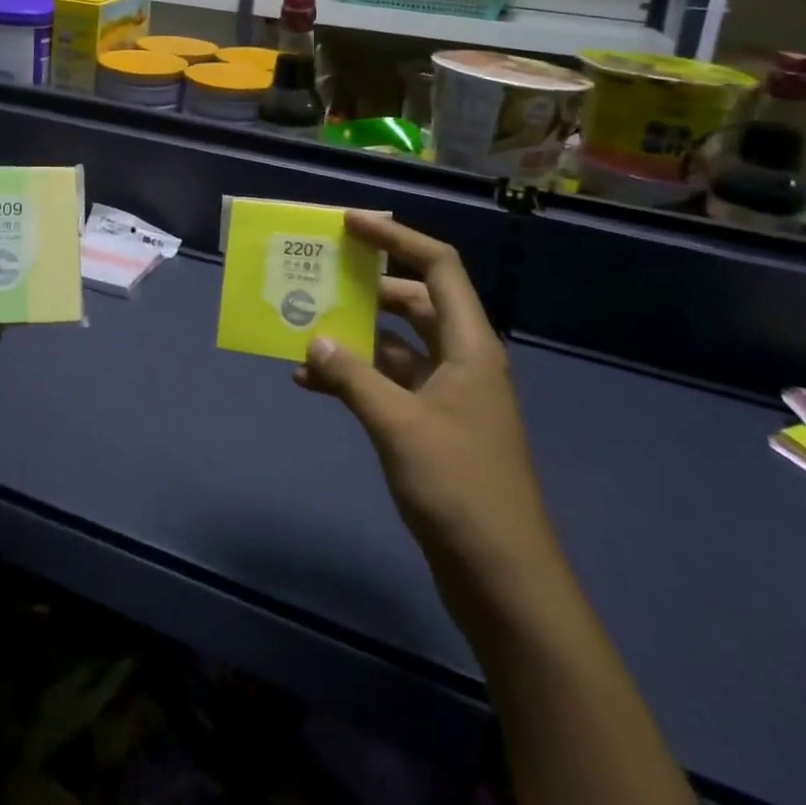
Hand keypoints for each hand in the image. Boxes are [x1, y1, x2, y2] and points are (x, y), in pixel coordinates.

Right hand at [295, 212, 560, 607]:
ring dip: (353, 336)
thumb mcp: (398, 425)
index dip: (396, 238)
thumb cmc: (460, 488)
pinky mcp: (431, 426)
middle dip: (367, 287)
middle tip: (320, 274)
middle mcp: (461, 360)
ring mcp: (447, 395)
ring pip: (395, 344)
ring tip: (304, 328)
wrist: (501, 579)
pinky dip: (354, 378)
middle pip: (413, 301)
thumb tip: (312, 340)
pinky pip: (387, 383)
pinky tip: (311, 384)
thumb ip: (352, 377)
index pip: (438, 267)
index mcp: (469, 345)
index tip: (350, 225)